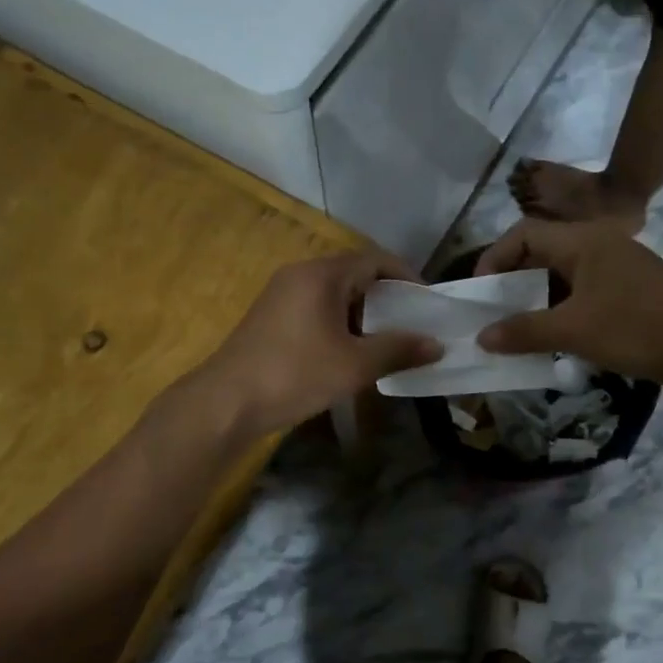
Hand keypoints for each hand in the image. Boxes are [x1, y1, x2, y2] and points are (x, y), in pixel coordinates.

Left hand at [196, 250, 441, 434]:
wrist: (226, 402)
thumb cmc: (295, 375)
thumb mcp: (354, 365)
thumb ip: (398, 350)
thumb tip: (437, 345)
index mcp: (321, 275)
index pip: (374, 259)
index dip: (406, 276)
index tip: (427, 302)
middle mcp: (300, 274)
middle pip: (354, 273)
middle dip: (386, 297)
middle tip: (411, 323)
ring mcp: (281, 294)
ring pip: (334, 293)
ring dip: (363, 312)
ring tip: (386, 341)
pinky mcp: (270, 317)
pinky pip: (315, 307)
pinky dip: (340, 322)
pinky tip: (349, 351)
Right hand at [475, 220, 662, 394]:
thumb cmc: (639, 328)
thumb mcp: (575, 330)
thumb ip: (524, 331)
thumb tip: (481, 337)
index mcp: (584, 240)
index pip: (524, 233)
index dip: (494, 257)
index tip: (478, 292)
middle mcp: (599, 245)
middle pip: (542, 252)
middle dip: (512, 281)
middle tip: (492, 313)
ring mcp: (617, 269)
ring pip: (562, 276)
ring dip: (536, 300)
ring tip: (515, 329)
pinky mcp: (630, 293)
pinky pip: (582, 294)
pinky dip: (560, 311)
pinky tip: (552, 339)